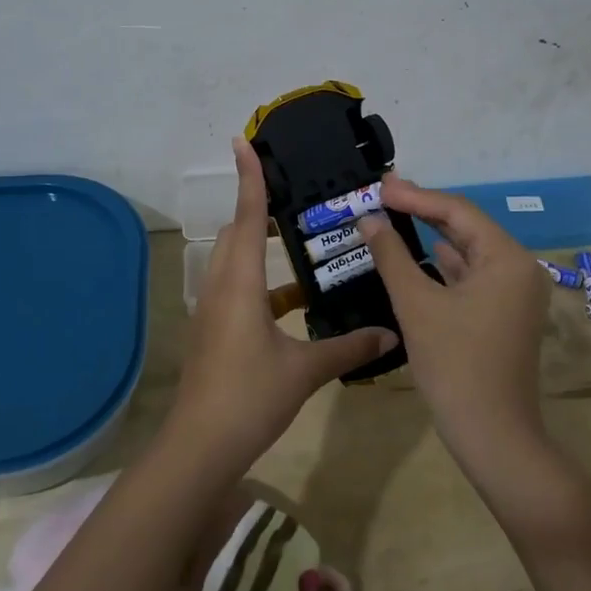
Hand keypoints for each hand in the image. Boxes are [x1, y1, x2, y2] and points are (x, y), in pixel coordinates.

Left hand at [171, 138, 396, 475]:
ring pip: (235, 261)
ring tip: (300, 243)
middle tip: (293, 195)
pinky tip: (294, 303)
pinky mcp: (212, 331)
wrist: (199, 448)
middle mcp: (221, 287)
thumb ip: (348, 348)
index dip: (249, 178)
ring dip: (261, 247)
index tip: (242, 142)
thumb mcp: (304, 371)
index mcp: (240, 284)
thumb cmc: (250, 397)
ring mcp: (212, 310)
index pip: (247, 217)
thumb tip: (390, 335)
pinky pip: (237, 289)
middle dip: (258, 208)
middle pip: (237, 233)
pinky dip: (262, 284)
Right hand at [358, 178, 548, 457]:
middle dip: (424, 211)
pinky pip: (472, 276)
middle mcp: (519, 268)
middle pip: (467, 228)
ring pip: (469, 252)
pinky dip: (444, 265)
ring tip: (394, 217)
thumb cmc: (455, 365)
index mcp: (507, 259)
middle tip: (383, 196)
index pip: (458, 212)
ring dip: (432, 236)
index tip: (380, 187)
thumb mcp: (416, 305)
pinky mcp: (505, 314)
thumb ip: (391, 256)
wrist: (492, 435)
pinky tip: (418, 256)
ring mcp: (515, 294)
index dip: (416, 196)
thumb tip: (369, 220)